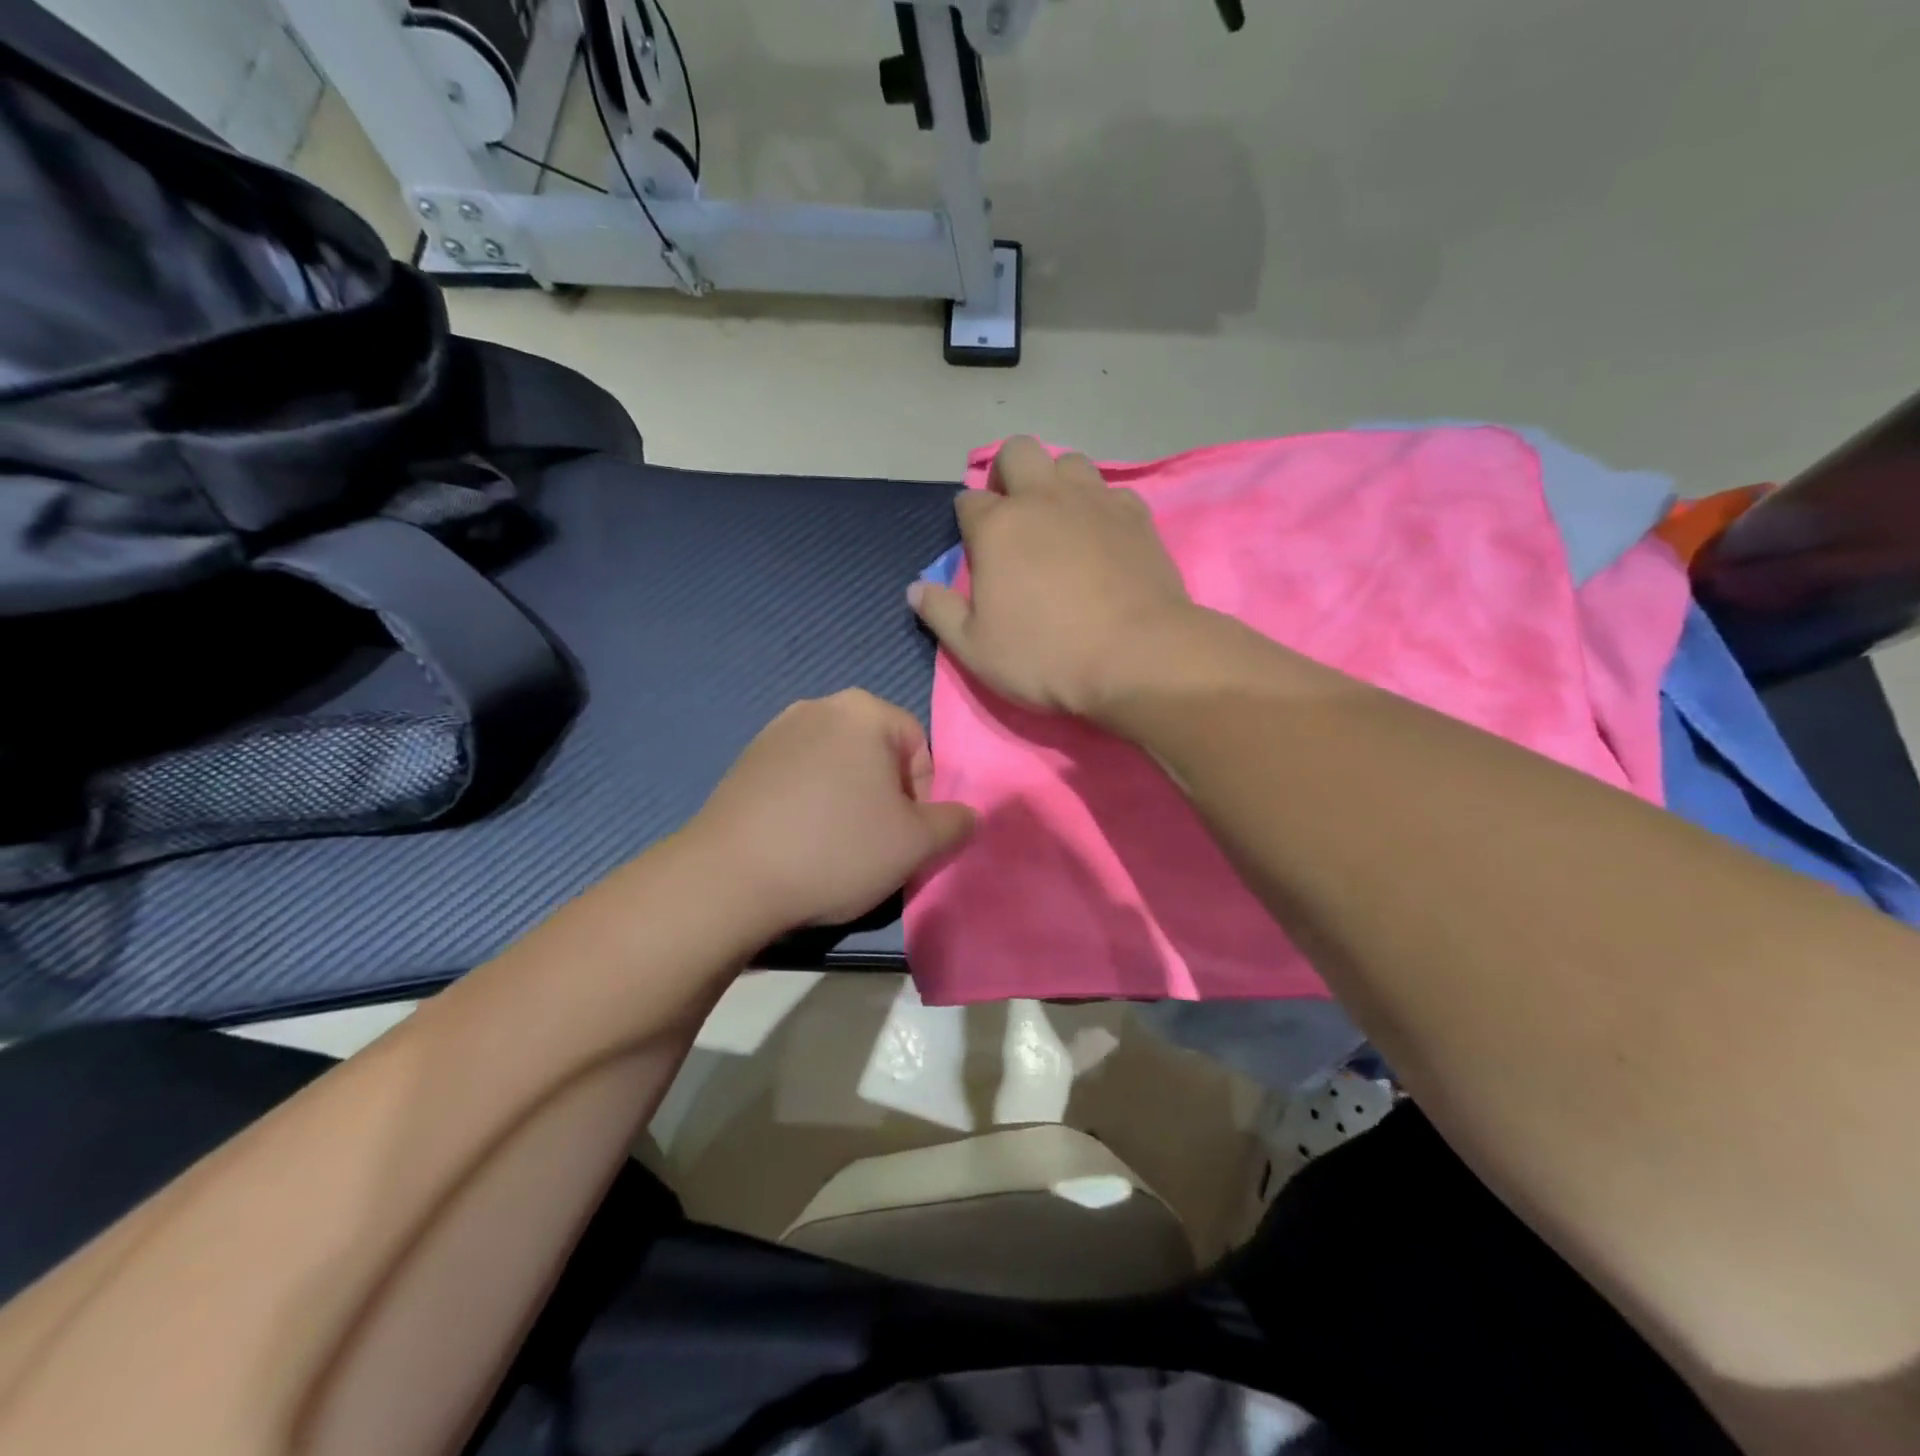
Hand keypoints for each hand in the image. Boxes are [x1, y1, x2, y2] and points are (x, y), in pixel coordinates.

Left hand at [691, 690, 975, 928]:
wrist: (730, 877)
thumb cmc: (837, 849)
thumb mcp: (916, 844)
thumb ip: (955, 823)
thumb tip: (968, 815)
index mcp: (864, 711)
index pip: (920, 747)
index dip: (923, 797)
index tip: (904, 836)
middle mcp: (818, 707)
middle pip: (877, 755)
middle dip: (885, 798)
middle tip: (874, 844)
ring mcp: (775, 731)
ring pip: (837, 768)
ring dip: (848, 803)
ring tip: (835, 848)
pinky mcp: (745, 762)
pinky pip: (799, 779)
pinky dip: (810, 806)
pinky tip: (799, 844)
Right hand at [908, 437, 1193, 717]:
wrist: (1136, 657)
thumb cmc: (1045, 656)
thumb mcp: (975, 649)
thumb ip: (940, 613)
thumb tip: (915, 588)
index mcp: (997, 527)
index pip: (968, 501)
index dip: (967, 522)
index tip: (975, 548)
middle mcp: (1043, 499)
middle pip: (1017, 452)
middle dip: (1007, 473)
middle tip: (1013, 515)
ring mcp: (1093, 501)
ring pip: (1069, 461)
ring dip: (1056, 481)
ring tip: (1059, 520)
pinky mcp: (1136, 515)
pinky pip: (1112, 491)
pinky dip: (1100, 506)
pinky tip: (1102, 536)